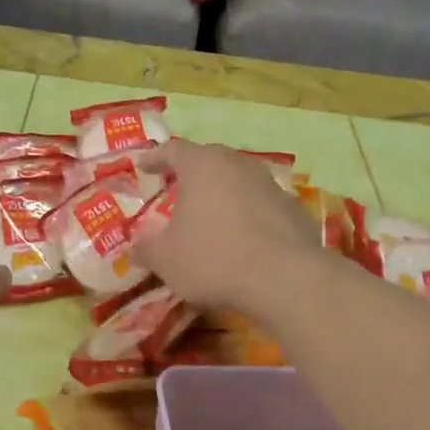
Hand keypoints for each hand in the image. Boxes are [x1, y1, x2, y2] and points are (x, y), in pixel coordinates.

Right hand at [133, 141, 322, 313]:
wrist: (285, 279)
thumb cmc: (214, 259)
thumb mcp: (166, 260)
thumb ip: (146, 248)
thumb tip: (136, 246)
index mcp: (202, 166)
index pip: (173, 150)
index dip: (155, 158)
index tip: (142, 166)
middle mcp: (237, 164)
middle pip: (209, 159)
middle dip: (191, 172)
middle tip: (176, 187)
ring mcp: (270, 183)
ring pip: (238, 179)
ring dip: (222, 192)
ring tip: (210, 212)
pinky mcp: (293, 208)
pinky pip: (261, 203)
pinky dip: (247, 213)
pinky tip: (243, 236)